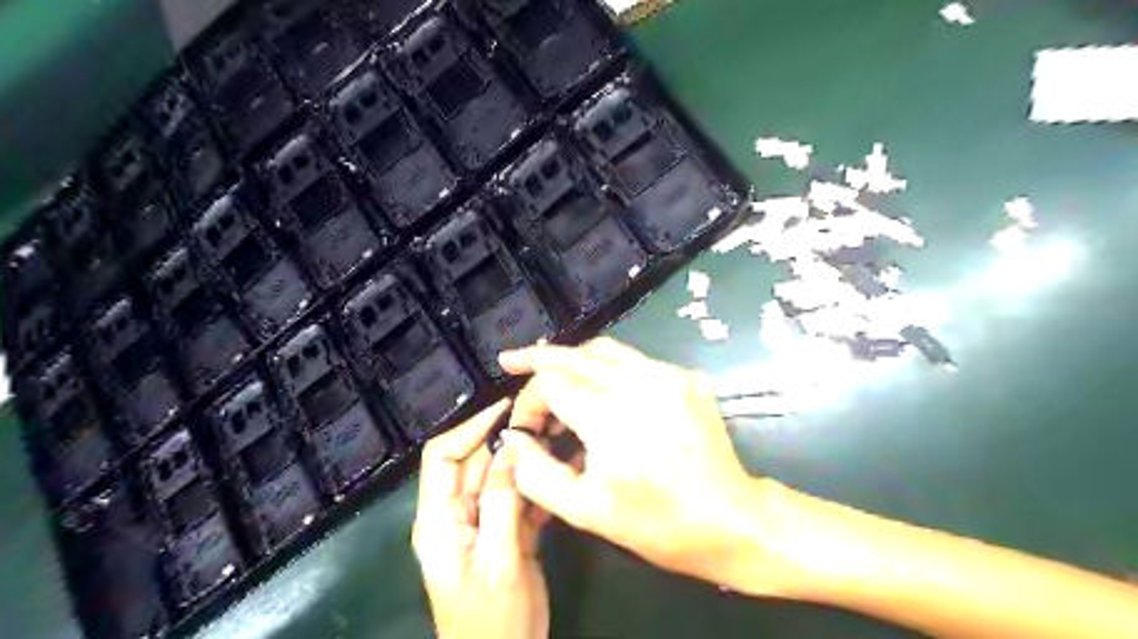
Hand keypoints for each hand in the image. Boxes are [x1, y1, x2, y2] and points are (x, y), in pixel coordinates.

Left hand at [413, 399, 552, 638]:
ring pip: (500, 478)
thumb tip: (510, 447)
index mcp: (439, 518)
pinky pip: (517, 498)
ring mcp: (483, 522)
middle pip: (475, 462)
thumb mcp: (497, 560)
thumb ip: (501, 502)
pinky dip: (535, 485)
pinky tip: (560, 472)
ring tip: (556, 439)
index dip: (470, 428)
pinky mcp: (505, 533)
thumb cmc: (491, 620)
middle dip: (505, 441)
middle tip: (543, 420)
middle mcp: (457, 513)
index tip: (506, 410)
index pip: (442, 457)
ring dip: (524, 460)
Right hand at [498, 339, 798, 598]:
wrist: (731, 519)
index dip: (528, 400)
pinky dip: (606, 366)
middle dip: (539, 359)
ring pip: (605, 349)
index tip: (525, 428)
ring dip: (572, 357)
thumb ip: (536, 474)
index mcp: (611, 419)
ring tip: (548, 367)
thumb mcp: (585, 511)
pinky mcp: (686, 378)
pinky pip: (635, 360)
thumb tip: (514, 440)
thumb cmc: (657, 523)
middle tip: (512, 360)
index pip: (552, 383)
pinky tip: (597, 384)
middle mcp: (639, 384)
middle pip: (576, 355)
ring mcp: (668, 376)